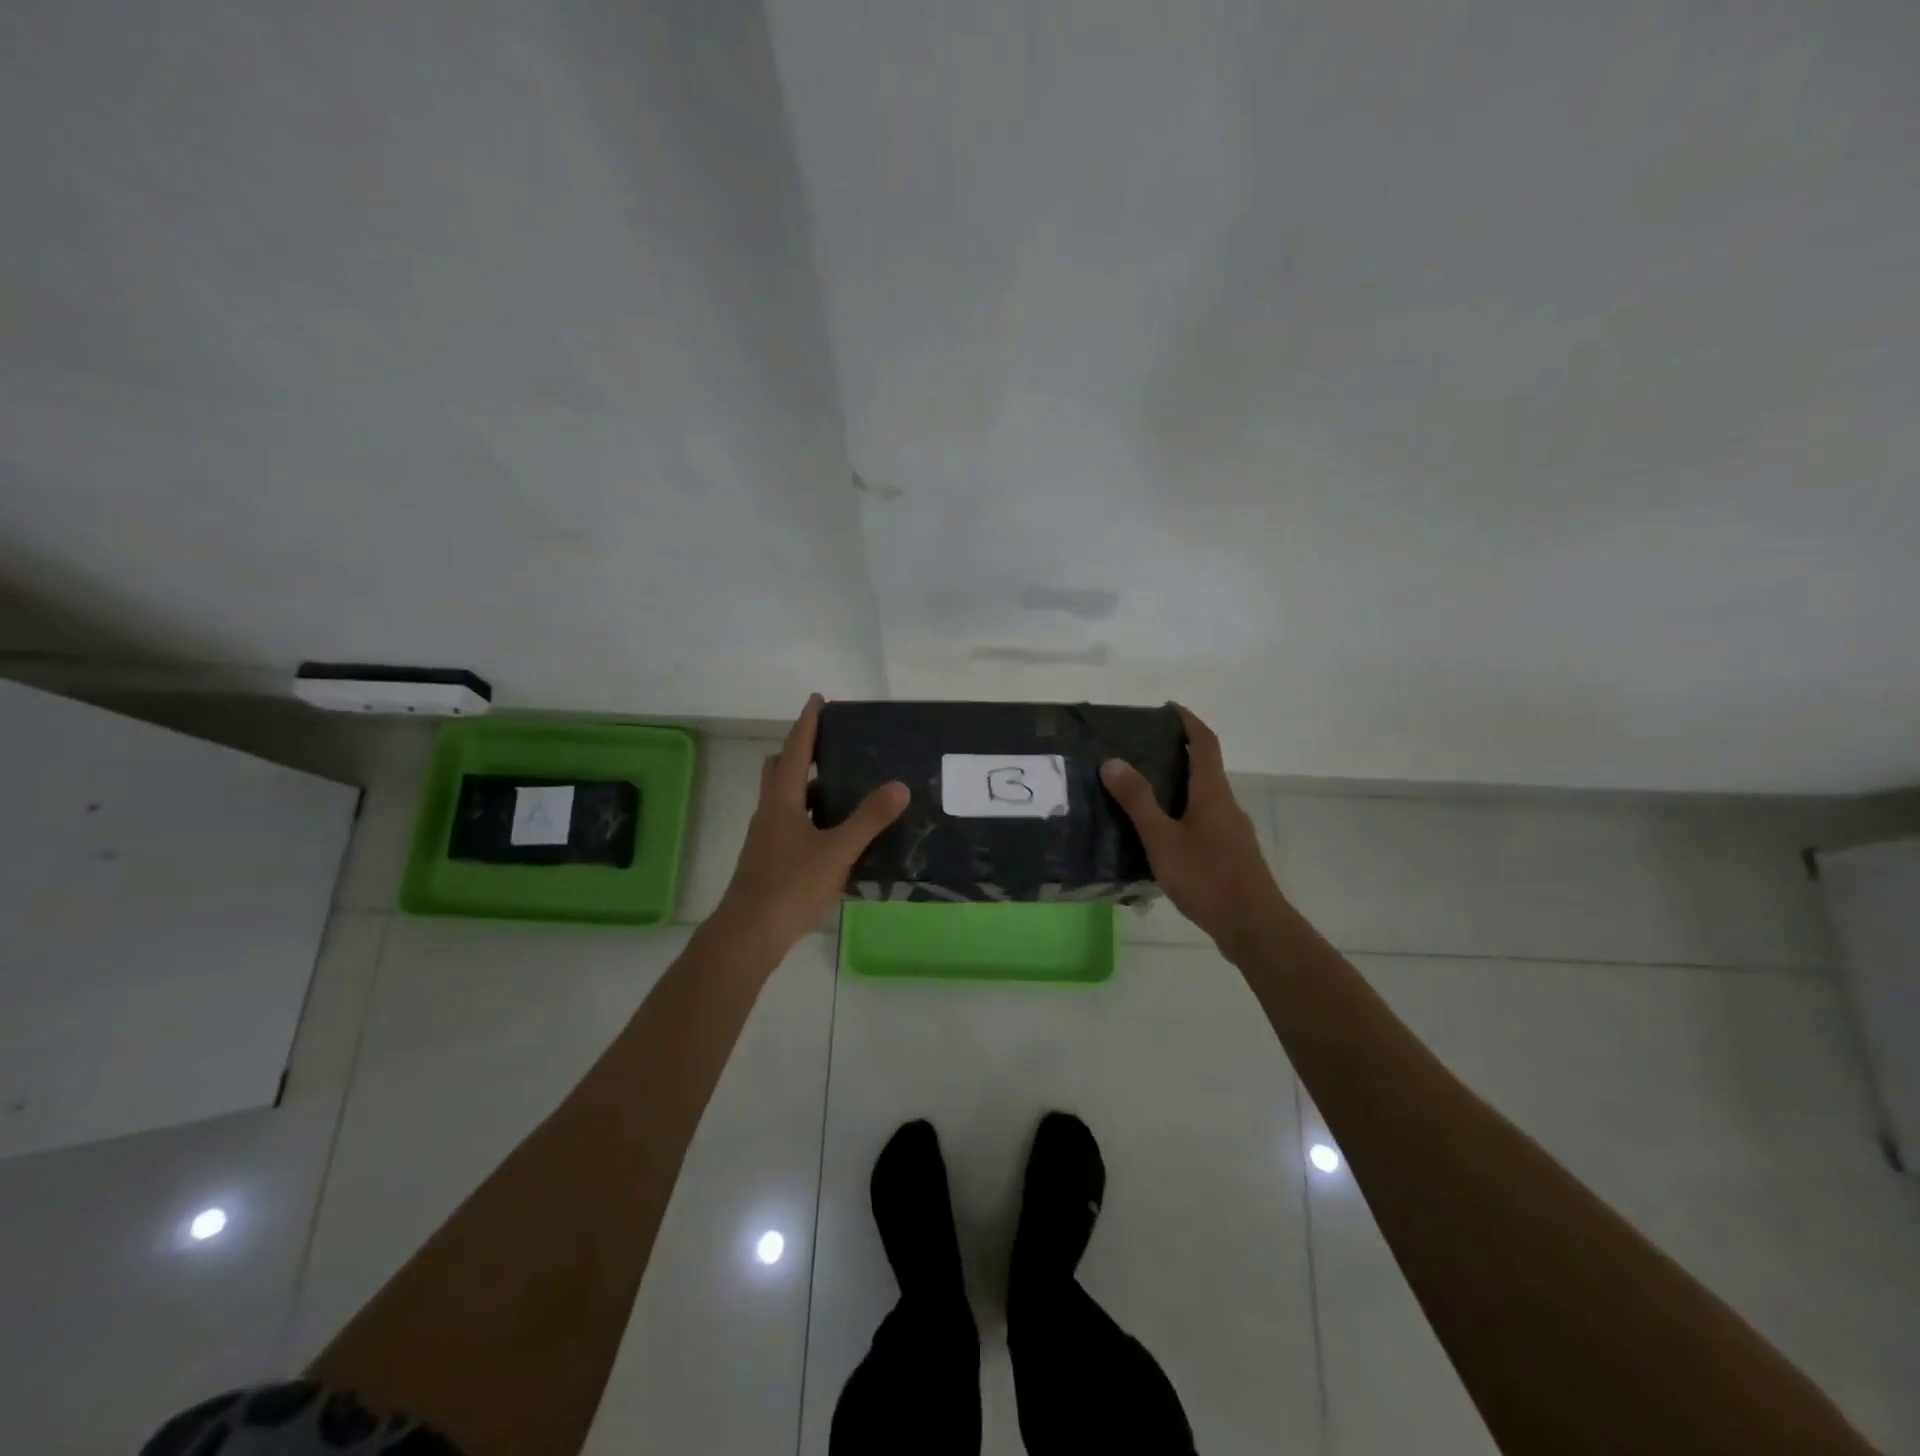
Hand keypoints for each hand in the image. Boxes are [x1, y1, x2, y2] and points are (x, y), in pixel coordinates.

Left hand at [709, 694, 907, 960]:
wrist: (748, 935)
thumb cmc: (790, 886)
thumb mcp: (837, 852)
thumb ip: (869, 820)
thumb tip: (900, 786)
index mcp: (781, 802)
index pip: (794, 751)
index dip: (807, 724)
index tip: (818, 700)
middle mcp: (769, 813)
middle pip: (778, 770)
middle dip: (799, 751)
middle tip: (829, 745)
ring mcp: (765, 839)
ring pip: (783, 799)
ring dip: (805, 786)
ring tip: (840, 786)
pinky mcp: (768, 861)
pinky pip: (789, 824)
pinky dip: (808, 816)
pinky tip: (833, 834)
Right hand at [1101, 706, 1283, 952]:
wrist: (1253, 926)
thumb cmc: (1206, 876)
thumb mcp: (1162, 838)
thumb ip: (1137, 800)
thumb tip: (1113, 761)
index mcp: (1212, 793)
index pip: (1204, 743)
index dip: (1189, 722)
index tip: (1169, 709)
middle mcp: (1227, 805)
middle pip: (1205, 769)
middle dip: (1178, 755)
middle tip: (1141, 753)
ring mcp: (1233, 832)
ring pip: (1204, 799)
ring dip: (1179, 789)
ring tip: (1143, 795)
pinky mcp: (1233, 856)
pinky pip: (1205, 823)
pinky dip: (1184, 816)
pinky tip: (1162, 839)